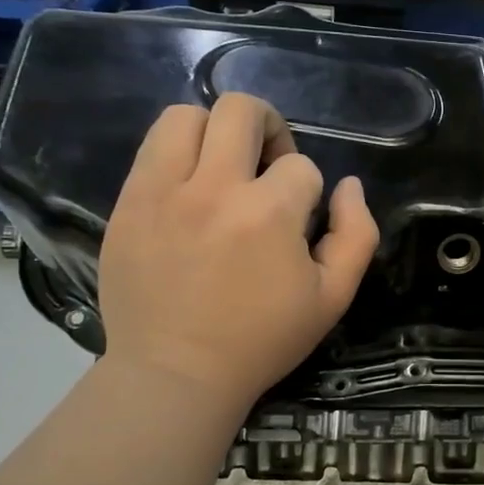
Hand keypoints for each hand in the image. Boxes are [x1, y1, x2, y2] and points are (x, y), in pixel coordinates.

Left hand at [98, 95, 378, 409]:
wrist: (176, 374)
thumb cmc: (262, 340)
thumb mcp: (333, 297)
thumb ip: (356, 234)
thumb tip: (348, 185)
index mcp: (270, 213)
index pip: (301, 166)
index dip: (309, 189)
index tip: (298, 220)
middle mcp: (214, 189)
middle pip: (241, 110)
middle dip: (269, 127)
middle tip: (267, 164)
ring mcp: (162, 193)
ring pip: (186, 115)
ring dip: (214, 130)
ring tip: (222, 166)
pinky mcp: (127, 204)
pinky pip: (151, 149)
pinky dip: (177, 155)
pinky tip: (188, 189)